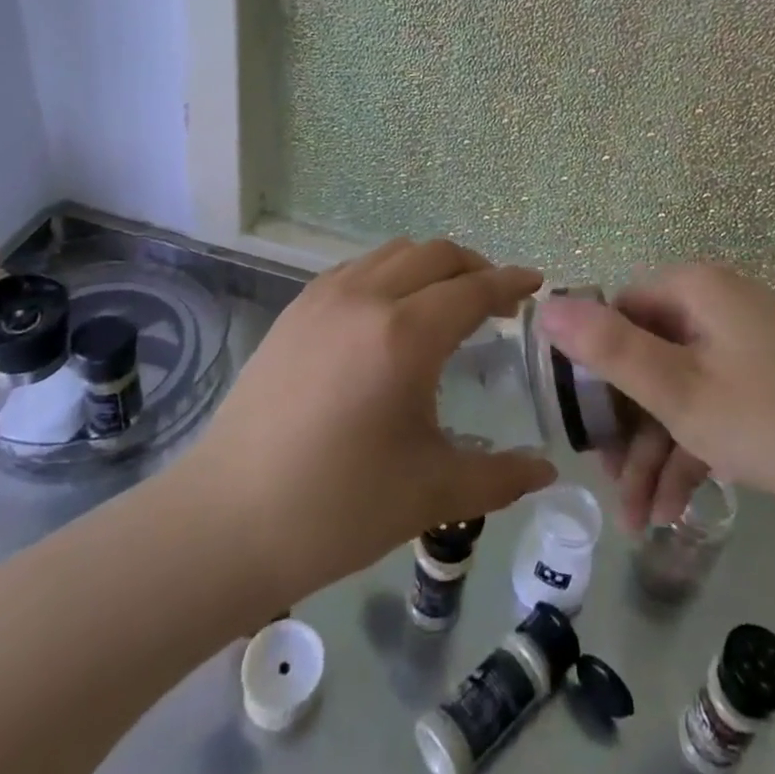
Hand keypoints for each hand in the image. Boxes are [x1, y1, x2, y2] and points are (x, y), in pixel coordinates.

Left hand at [185, 238, 556, 602]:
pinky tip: (391, 312)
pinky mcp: (296, 309)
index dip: (511, 283)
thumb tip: (548, 472)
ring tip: (446, 300)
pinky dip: (390, 273)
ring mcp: (325, 297)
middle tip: (496, 299)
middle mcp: (367, 298)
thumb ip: (500, 477)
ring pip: (395, 253)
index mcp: (405, 336)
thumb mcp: (432, 495)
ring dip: (432, 266)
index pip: (474, 289)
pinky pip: (358, 268)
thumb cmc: (337, 509)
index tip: (536, 284)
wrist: (227, 520)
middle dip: (476, 267)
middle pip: (437, 254)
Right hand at [537, 263, 774, 531]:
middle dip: (625, 427)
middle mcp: (718, 303)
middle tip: (610, 485)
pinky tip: (675, 509)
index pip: (618, 310)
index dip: (592, 366)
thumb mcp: (681, 392)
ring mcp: (747, 342)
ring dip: (655, 451)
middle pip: (647, 355)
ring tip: (639, 521)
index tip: (580, 426)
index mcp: (695, 289)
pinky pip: (714, 403)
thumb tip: (545, 305)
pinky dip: (692, 450)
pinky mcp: (770, 379)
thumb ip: (609, 349)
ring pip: (679, 388)